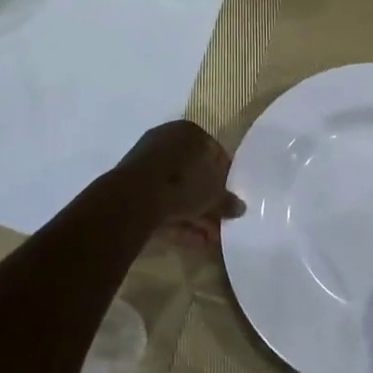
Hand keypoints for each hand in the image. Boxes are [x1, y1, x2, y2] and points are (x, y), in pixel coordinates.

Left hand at [111, 120, 244, 238]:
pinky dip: (176, 218)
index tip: (229, 195)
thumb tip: (240, 208)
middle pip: (193, 172)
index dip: (224, 175)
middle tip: (220, 220)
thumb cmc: (182, 183)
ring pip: (176, 188)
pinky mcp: (132, 185)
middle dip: (207, 199)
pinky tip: (192, 241)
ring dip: (194, 213)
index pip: (213, 151)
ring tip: (210, 238)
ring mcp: (147, 162)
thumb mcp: (213, 195)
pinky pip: (161, 200)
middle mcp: (167, 140)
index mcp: (189, 132)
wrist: (134, 197)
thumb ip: (227, 201)